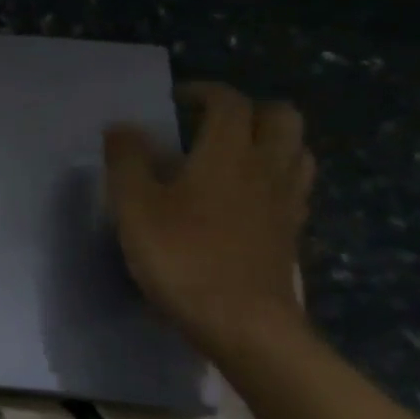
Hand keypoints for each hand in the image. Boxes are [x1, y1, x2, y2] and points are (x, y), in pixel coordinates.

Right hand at [103, 82, 313, 358]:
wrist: (245, 327)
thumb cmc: (184, 259)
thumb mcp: (135, 207)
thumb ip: (127, 161)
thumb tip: (122, 127)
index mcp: (227, 153)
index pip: (229, 101)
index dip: (204, 91)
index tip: (177, 100)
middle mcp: (265, 168)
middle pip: (281, 116)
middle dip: (250, 109)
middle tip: (213, 122)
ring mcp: (285, 202)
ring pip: (297, 151)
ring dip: (271, 140)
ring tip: (235, 154)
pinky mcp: (292, 234)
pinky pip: (295, 188)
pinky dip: (277, 177)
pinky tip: (248, 196)